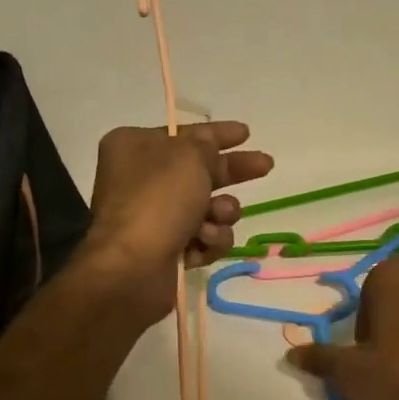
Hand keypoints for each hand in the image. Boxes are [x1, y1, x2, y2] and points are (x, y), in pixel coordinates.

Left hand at [80, 122, 273, 315]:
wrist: (133, 267)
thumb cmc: (158, 200)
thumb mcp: (188, 158)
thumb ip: (206, 146)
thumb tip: (208, 147)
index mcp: (135, 148)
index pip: (184, 134)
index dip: (217, 133)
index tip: (246, 133)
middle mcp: (141, 180)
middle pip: (200, 171)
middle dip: (232, 173)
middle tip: (265, 166)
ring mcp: (154, 217)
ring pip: (208, 208)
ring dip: (221, 214)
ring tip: (215, 220)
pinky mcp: (166, 249)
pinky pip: (203, 238)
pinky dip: (208, 241)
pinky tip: (202, 244)